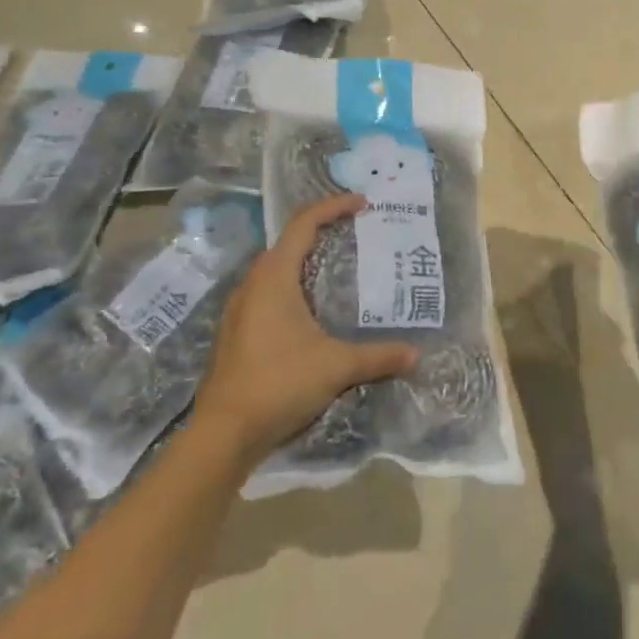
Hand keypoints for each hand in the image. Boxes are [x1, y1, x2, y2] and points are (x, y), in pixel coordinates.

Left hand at [196, 193, 417, 455]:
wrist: (221, 436)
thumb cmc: (278, 384)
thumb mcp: (336, 366)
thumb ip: (378, 356)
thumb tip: (416, 354)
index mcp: (274, 278)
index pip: (303, 223)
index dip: (333, 206)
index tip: (362, 203)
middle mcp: (253, 285)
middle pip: (287, 242)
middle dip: (321, 230)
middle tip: (354, 232)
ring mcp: (240, 310)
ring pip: (275, 269)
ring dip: (304, 260)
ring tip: (337, 267)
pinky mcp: (237, 333)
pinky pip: (268, 293)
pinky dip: (293, 286)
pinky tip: (312, 310)